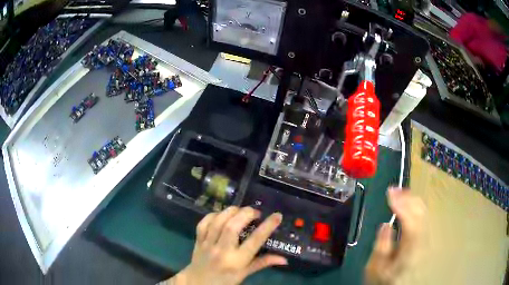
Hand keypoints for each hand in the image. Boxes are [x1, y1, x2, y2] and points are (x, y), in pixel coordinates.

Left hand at [169, 206, 286, 284]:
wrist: (198, 282)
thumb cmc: (225, 280)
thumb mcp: (245, 274)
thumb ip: (263, 263)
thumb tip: (284, 259)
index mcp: (237, 261)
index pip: (254, 241)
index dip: (267, 226)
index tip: (276, 215)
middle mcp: (222, 251)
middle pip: (232, 226)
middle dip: (246, 214)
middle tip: (255, 212)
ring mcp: (208, 244)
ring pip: (218, 222)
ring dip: (231, 211)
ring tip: (240, 211)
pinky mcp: (198, 240)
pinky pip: (204, 223)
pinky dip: (213, 215)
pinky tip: (222, 214)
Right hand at [365, 188, 426, 284]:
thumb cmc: (386, 279)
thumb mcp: (376, 269)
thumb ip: (381, 248)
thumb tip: (386, 224)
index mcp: (410, 252)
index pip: (411, 224)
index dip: (402, 206)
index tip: (390, 193)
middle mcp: (422, 242)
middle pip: (421, 214)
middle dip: (408, 198)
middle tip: (393, 189)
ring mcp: (426, 239)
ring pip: (424, 213)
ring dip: (412, 199)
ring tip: (399, 192)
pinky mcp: (426, 237)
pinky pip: (423, 216)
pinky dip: (416, 205)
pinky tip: (409, 202)